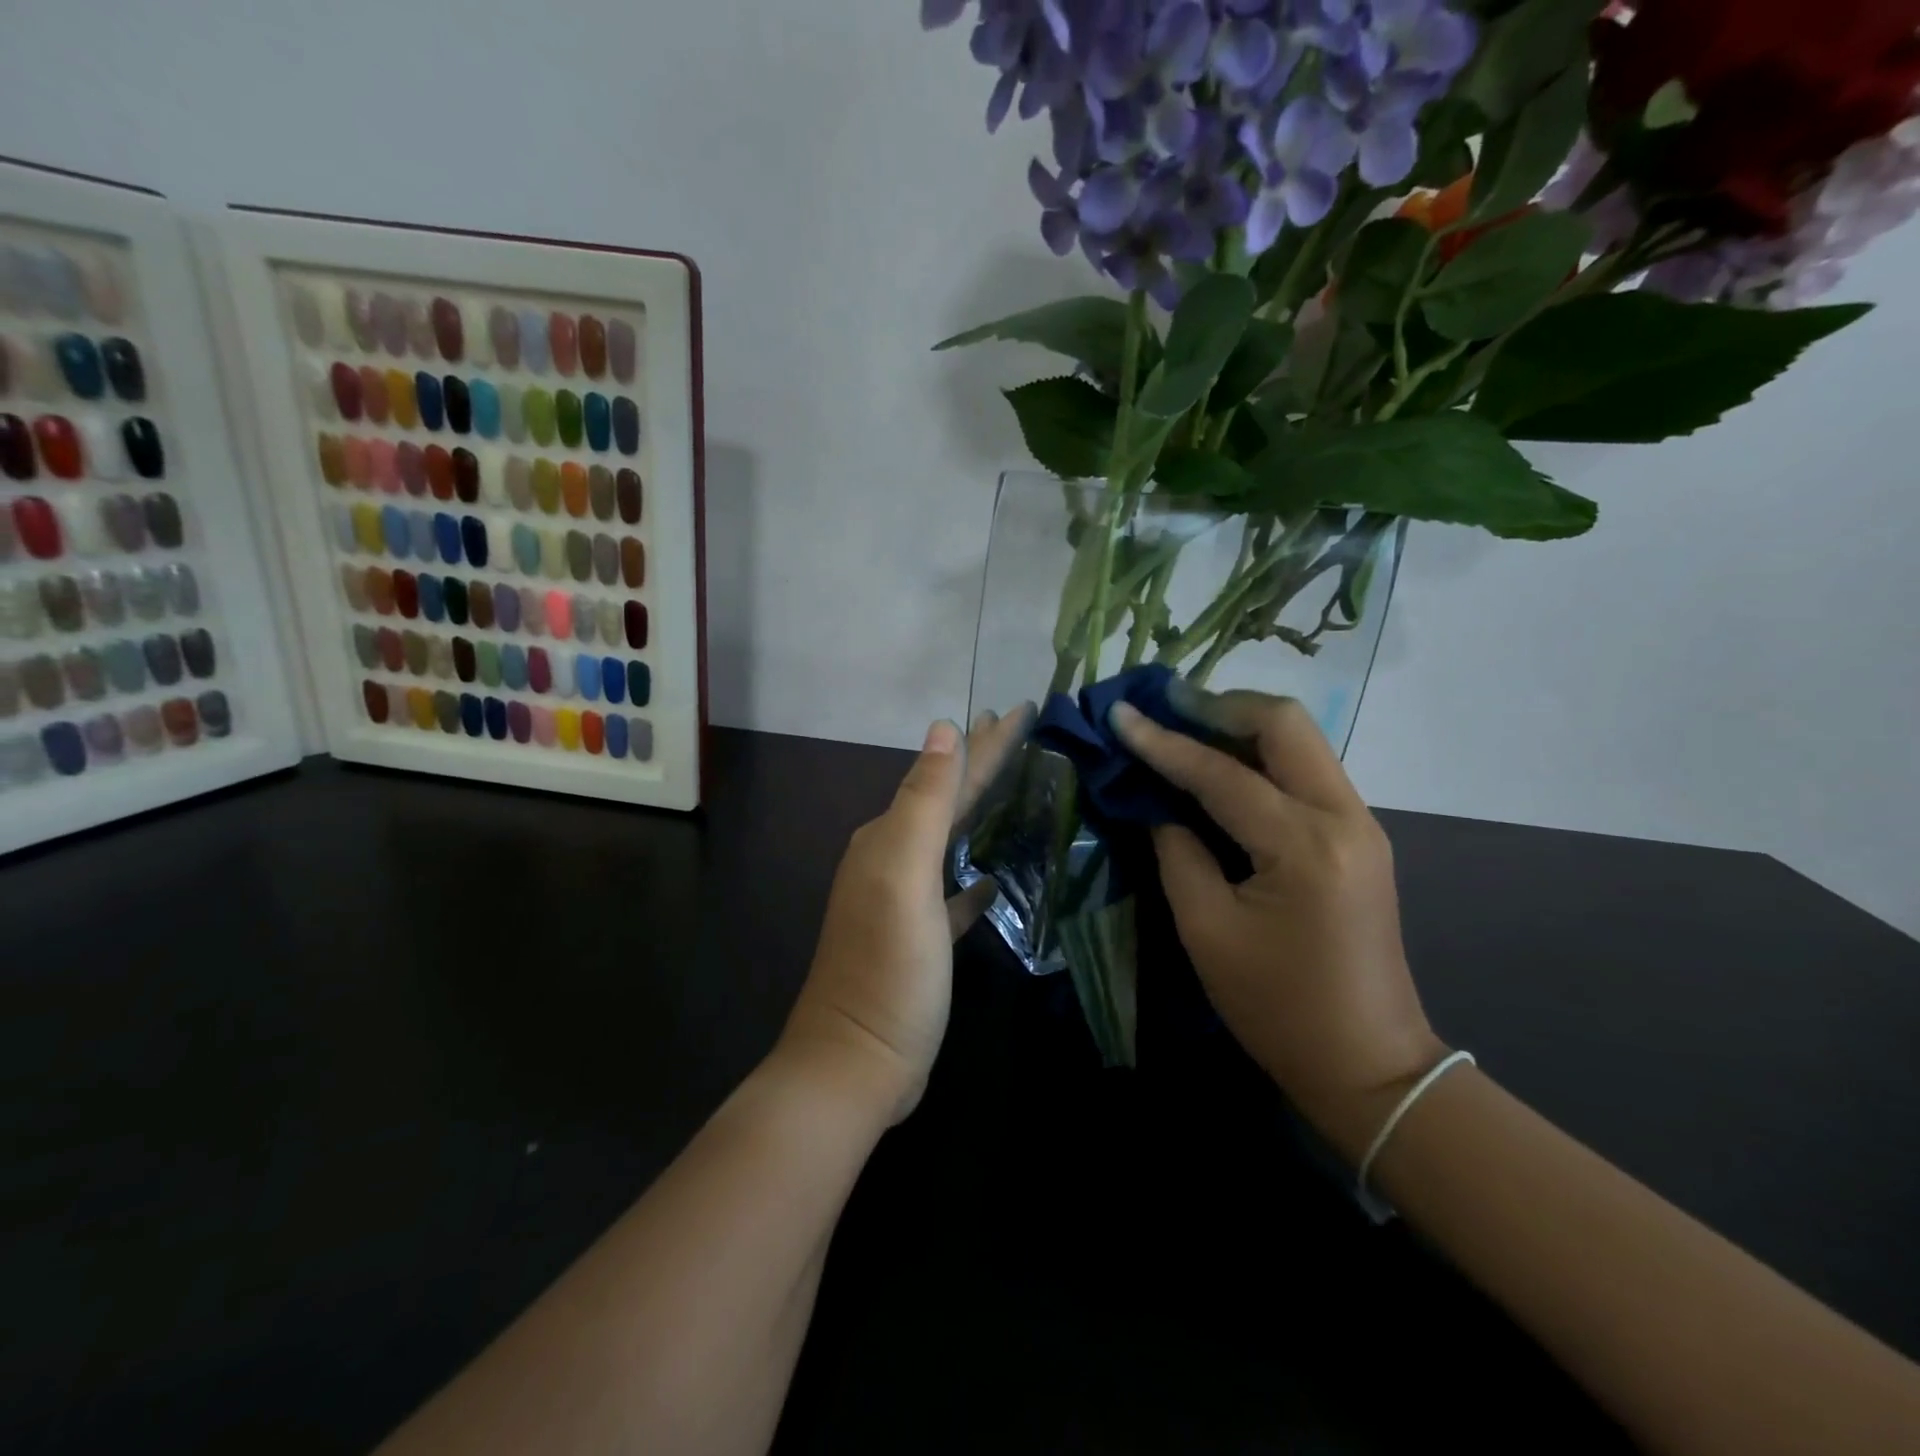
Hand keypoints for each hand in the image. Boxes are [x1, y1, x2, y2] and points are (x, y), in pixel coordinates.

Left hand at [782, 707, 1031, 1124]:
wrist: (856, 1062)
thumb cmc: (888, 966)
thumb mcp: (904, 875)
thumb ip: (924, 801)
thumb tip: (943, 729)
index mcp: (889, 838)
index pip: (948, 775)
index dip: (987, 743)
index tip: (1023, 709)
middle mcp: (892, 859)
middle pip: (948, 800)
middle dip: (982, 763)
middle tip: (1020, 731)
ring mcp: (905, 901)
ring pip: (950, 840)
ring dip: (980, 811)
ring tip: (1015, 788)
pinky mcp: (921, 938)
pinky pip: (953, 892)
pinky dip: (974, 876)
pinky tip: (995, 875)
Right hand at [1111, 689, 1446, 1162]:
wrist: (1368, 1062)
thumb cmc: (1276, 1007)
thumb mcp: (1206, 930)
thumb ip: (1177, 852)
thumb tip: (1156, 802)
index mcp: (1304, 846)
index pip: (1222, 774)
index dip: (1163, 742)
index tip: (1121, 713)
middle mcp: (1344, 817)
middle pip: (1285, 723)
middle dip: (1219, 707)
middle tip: (1164, 710)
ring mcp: (1360, 823)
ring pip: (1300, 740)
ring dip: (1240, 726)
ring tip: (1183, 728)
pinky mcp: (1359, 836)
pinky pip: (1305, 771)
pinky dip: (1260, 757)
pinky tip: (1220, 768)